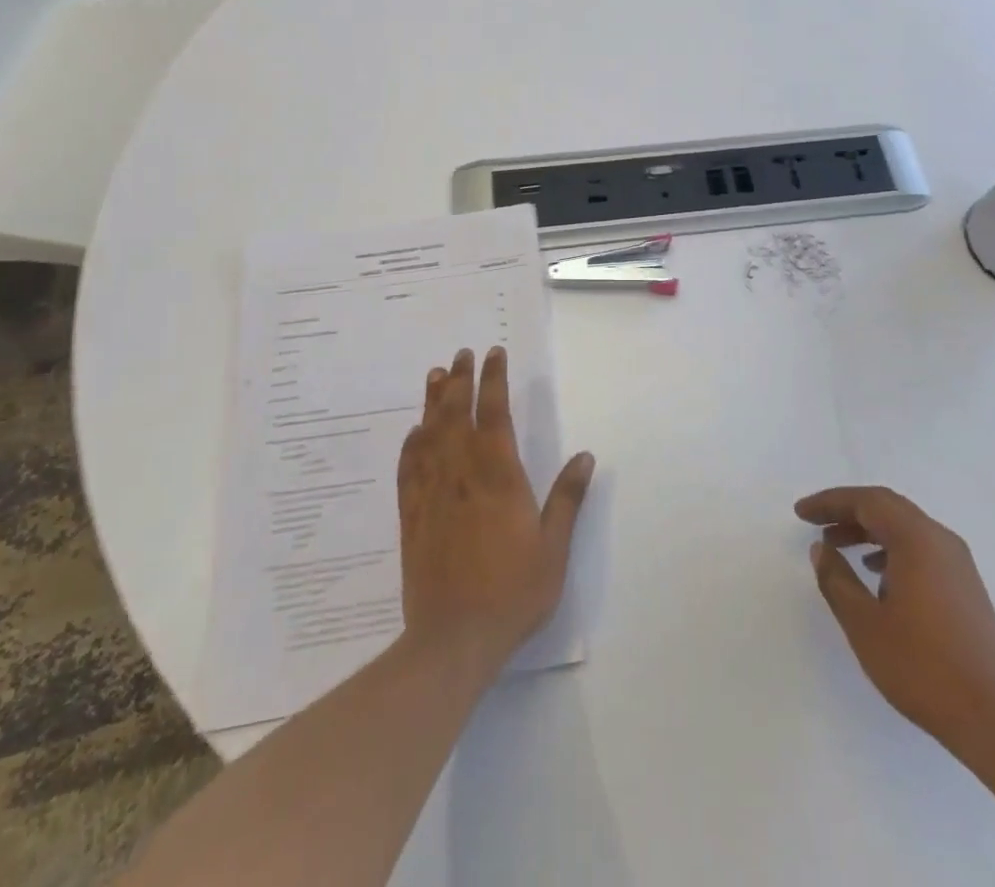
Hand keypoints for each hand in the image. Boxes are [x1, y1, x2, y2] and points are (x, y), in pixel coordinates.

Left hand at [397, 347, 594, 674]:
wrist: (453, 640)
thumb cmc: (512, 593)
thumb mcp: (553, 548)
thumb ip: (567, 498)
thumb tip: (586, 456)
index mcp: (499, 476)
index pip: (495, 413)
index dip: (494, 379)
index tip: (493, 353)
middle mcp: (462, 474)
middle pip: (457, 414)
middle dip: (461, 380)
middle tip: (462, 354)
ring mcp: (432, 494)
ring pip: (430, 434)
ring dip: (434, 401)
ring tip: (437, 375)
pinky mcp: (412, 516)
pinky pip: (409, 468)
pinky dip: (411, 443)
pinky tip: (414, 432)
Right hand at [796, 486, 994, 762]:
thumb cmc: (924, 667)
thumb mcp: (865, 624)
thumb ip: (837, 580)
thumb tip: (822, 549)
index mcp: (917, 539)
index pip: (866, 501)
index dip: (830, 502)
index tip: (801, 512)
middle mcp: (940, 540)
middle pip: (887, 507)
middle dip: (848, 511)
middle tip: (816, 523)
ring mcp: (958, 564)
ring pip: (905, 528)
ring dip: (868, 531)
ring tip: (838, 547)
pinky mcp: (966, 587)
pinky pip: (920, 549)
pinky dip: (890, 549)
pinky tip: (876, 577)